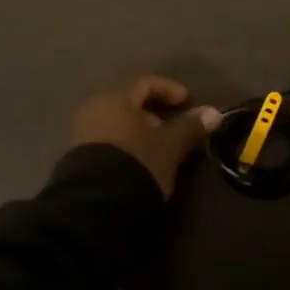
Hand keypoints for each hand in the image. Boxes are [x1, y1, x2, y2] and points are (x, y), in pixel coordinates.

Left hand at [70, 76, 218, 197]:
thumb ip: (190, 127)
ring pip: (117, 125)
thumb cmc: (137, 164)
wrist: (94, 205)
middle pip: (129, 104)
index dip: (169, 90)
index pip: (146, 84)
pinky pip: (106, 142)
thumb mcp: (169, 147)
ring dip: (139, 134)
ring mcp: (81, 134)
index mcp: (115, 99)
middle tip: (171, 133)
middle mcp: (94, 109)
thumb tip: (214, 112)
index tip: (186, 102)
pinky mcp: (76, 158)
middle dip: (153, 116)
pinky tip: (135, 166)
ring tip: (156, 153)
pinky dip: (124, 147)